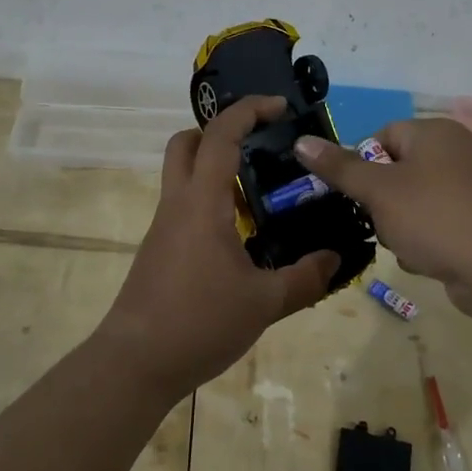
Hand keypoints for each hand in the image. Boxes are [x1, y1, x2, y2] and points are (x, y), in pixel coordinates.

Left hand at [102, 96, 339, 399]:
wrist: (135, 363)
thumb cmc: (199, 322)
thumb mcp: (264, 303)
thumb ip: (305, 278)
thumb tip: (335, 259)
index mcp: (202, 203)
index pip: (220, 136)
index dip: (248, 111)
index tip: (279, 107)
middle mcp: (177, 204)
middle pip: (186, 143)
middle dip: (220, 132)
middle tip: (258, 147)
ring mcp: (163, 227)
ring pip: (182, 175)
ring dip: (216, 169)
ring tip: (260, 197)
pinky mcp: (159, 249)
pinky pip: (184, 206)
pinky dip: (211, 202)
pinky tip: (239, 237)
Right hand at [294, 118, 471, 319]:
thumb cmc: (436, 217)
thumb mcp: (379, 190)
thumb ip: (339, 167)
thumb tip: (301, 141)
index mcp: (434, 133)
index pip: (381, 137)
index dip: (361, 165)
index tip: (353, 195)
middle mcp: (455, 153)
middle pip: (395, 173)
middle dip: (380, 204)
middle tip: (380, 222)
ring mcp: (470, 190)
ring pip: (411, 204)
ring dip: (399, 228)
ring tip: (409, 246)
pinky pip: (434, 226)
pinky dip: (425, 243)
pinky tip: (429, 260)